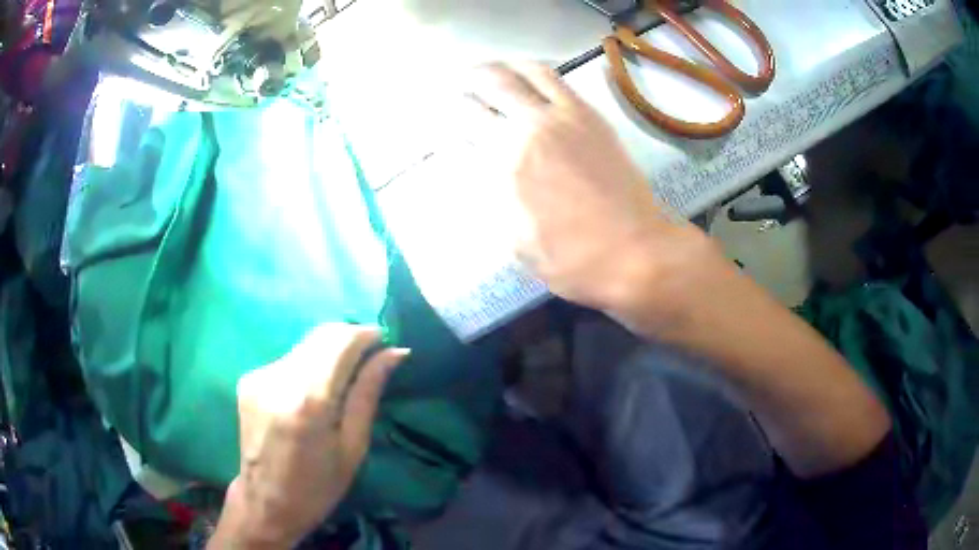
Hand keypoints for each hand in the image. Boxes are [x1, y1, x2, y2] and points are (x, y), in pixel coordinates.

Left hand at [210, 324, 406, 548]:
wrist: (264, 502)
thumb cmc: (318, 487)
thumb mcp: (353, 446)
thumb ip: (368, 393)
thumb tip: (394, 352)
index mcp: (310, 400)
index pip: (341, 341)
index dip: (367, 334)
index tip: (385, 342)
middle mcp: (280, 378)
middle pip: (321, 334)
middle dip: (349, 338)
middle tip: (370, 359)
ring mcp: (260, 376)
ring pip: (305, 345)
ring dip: (328, 353)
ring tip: (342, 380)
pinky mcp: (249, 379)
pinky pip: (288, 360)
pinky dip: (308, 366)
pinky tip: (312, 394)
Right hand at [462, 63, 719, 331]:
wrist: (635, 251)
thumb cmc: (572, 258)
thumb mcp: (516, 241)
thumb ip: (493, 198)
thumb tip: (481, 166)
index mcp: (507, 162)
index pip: (467, 122)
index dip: (451, 114)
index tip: (445, 114)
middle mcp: (532, 128)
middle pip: (492, 85)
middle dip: (470, 79)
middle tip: (460, 82)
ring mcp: (566, 117)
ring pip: (526, 73)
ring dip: (502, 66)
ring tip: (491, 69)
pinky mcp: (591, 117)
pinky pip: (558, 81)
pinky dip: (535, 71)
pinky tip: (527, 76)